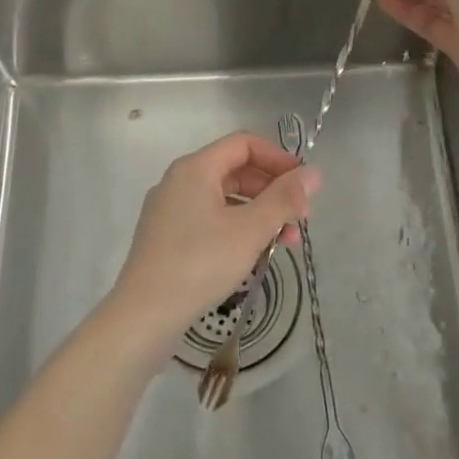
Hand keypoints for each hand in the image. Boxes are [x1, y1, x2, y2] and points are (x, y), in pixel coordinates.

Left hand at [101, 132, 320, 363]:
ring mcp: (170, 209)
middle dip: (272, 190)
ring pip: (224, 198)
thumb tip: (314, 172)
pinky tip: (255, 253)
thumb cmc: (200, 263)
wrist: (145, 314)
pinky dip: (237, 228)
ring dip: (259, 213)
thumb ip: (284, 199)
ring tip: (286, 242)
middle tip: (301, 218)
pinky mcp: (167, 236)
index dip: (278, 158)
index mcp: (195, 169)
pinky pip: (209, 218)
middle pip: (235, 170)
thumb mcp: (250, 230)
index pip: (244, 144)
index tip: (304, 183)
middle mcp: (179, 181)